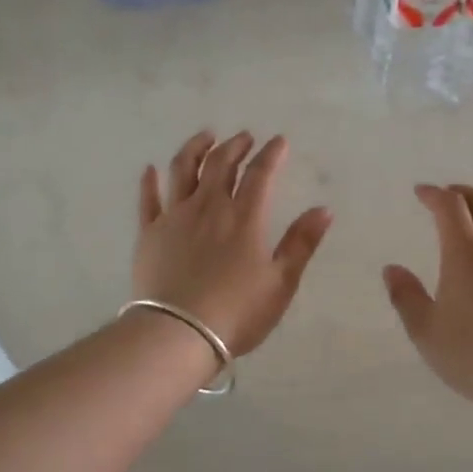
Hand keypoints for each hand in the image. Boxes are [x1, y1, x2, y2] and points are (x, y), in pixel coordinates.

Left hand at [134, 131, 332, 357]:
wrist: (178, 334)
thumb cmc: (237, 312)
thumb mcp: (281, 282)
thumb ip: (302, 243)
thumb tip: (324, 209)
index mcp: (244, 217)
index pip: (260, 174)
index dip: (271, 154)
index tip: (278, 141)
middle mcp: (208, 207)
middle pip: (220, 164)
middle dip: (235, 145)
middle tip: (244, 137)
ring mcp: (175, 217)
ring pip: (182, 170)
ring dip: (195, 148)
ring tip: (205, 138)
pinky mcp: (149, 233)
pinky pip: (148, 199)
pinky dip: (150, 181)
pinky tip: (150, 169)